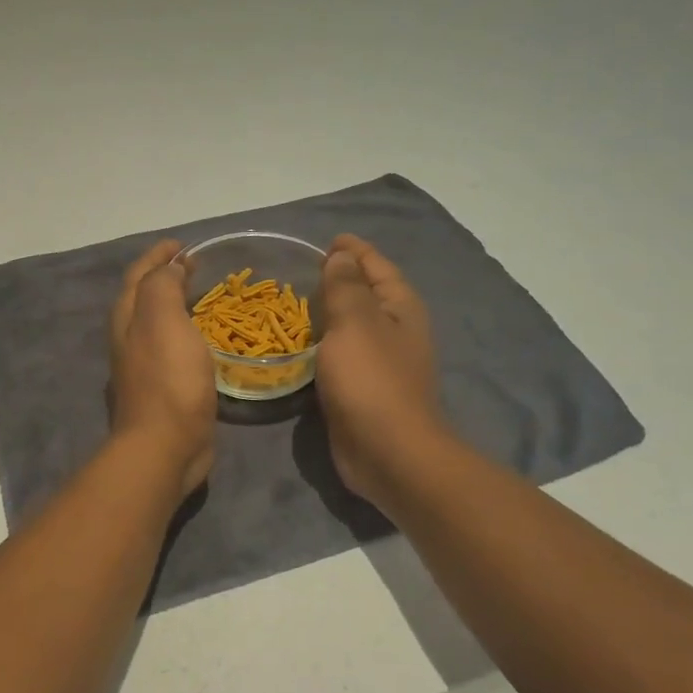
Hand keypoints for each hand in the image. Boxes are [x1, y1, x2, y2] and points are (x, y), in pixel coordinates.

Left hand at [109, 239, 216, 499]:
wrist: (164, 446)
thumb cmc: (168, 378)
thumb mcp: (163, 319)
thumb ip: (163, 287)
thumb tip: (168, 270)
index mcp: (128, 318)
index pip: (139, 275)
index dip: (158, 256)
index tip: (182, 245)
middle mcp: (129, 338)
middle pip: (143, 297)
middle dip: (164, 277)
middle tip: (194, 267)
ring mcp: (143, 366)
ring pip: (156, 323)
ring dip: (174, 304)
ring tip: (201, 297)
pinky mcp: (162, 389)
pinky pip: (172, 348)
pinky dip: (185, 333)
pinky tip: (203, 339)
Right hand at [316, 235, 445, 509]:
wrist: (387, 452)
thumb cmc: (371, 380)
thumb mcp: (355, 322)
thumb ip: (345, 285)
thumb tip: (342, 256)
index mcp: (400, 307)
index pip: (376, 265)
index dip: (353, 249)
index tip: (326, 240)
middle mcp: (395, 329)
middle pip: (366, 293)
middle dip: (338, 278)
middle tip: (300, 271)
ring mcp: (380, 361)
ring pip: (351, 325)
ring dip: (327, 312)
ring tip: (292, 302)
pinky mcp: (363, 388)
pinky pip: (340, 353)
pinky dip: (322, 342)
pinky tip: (298, 344)